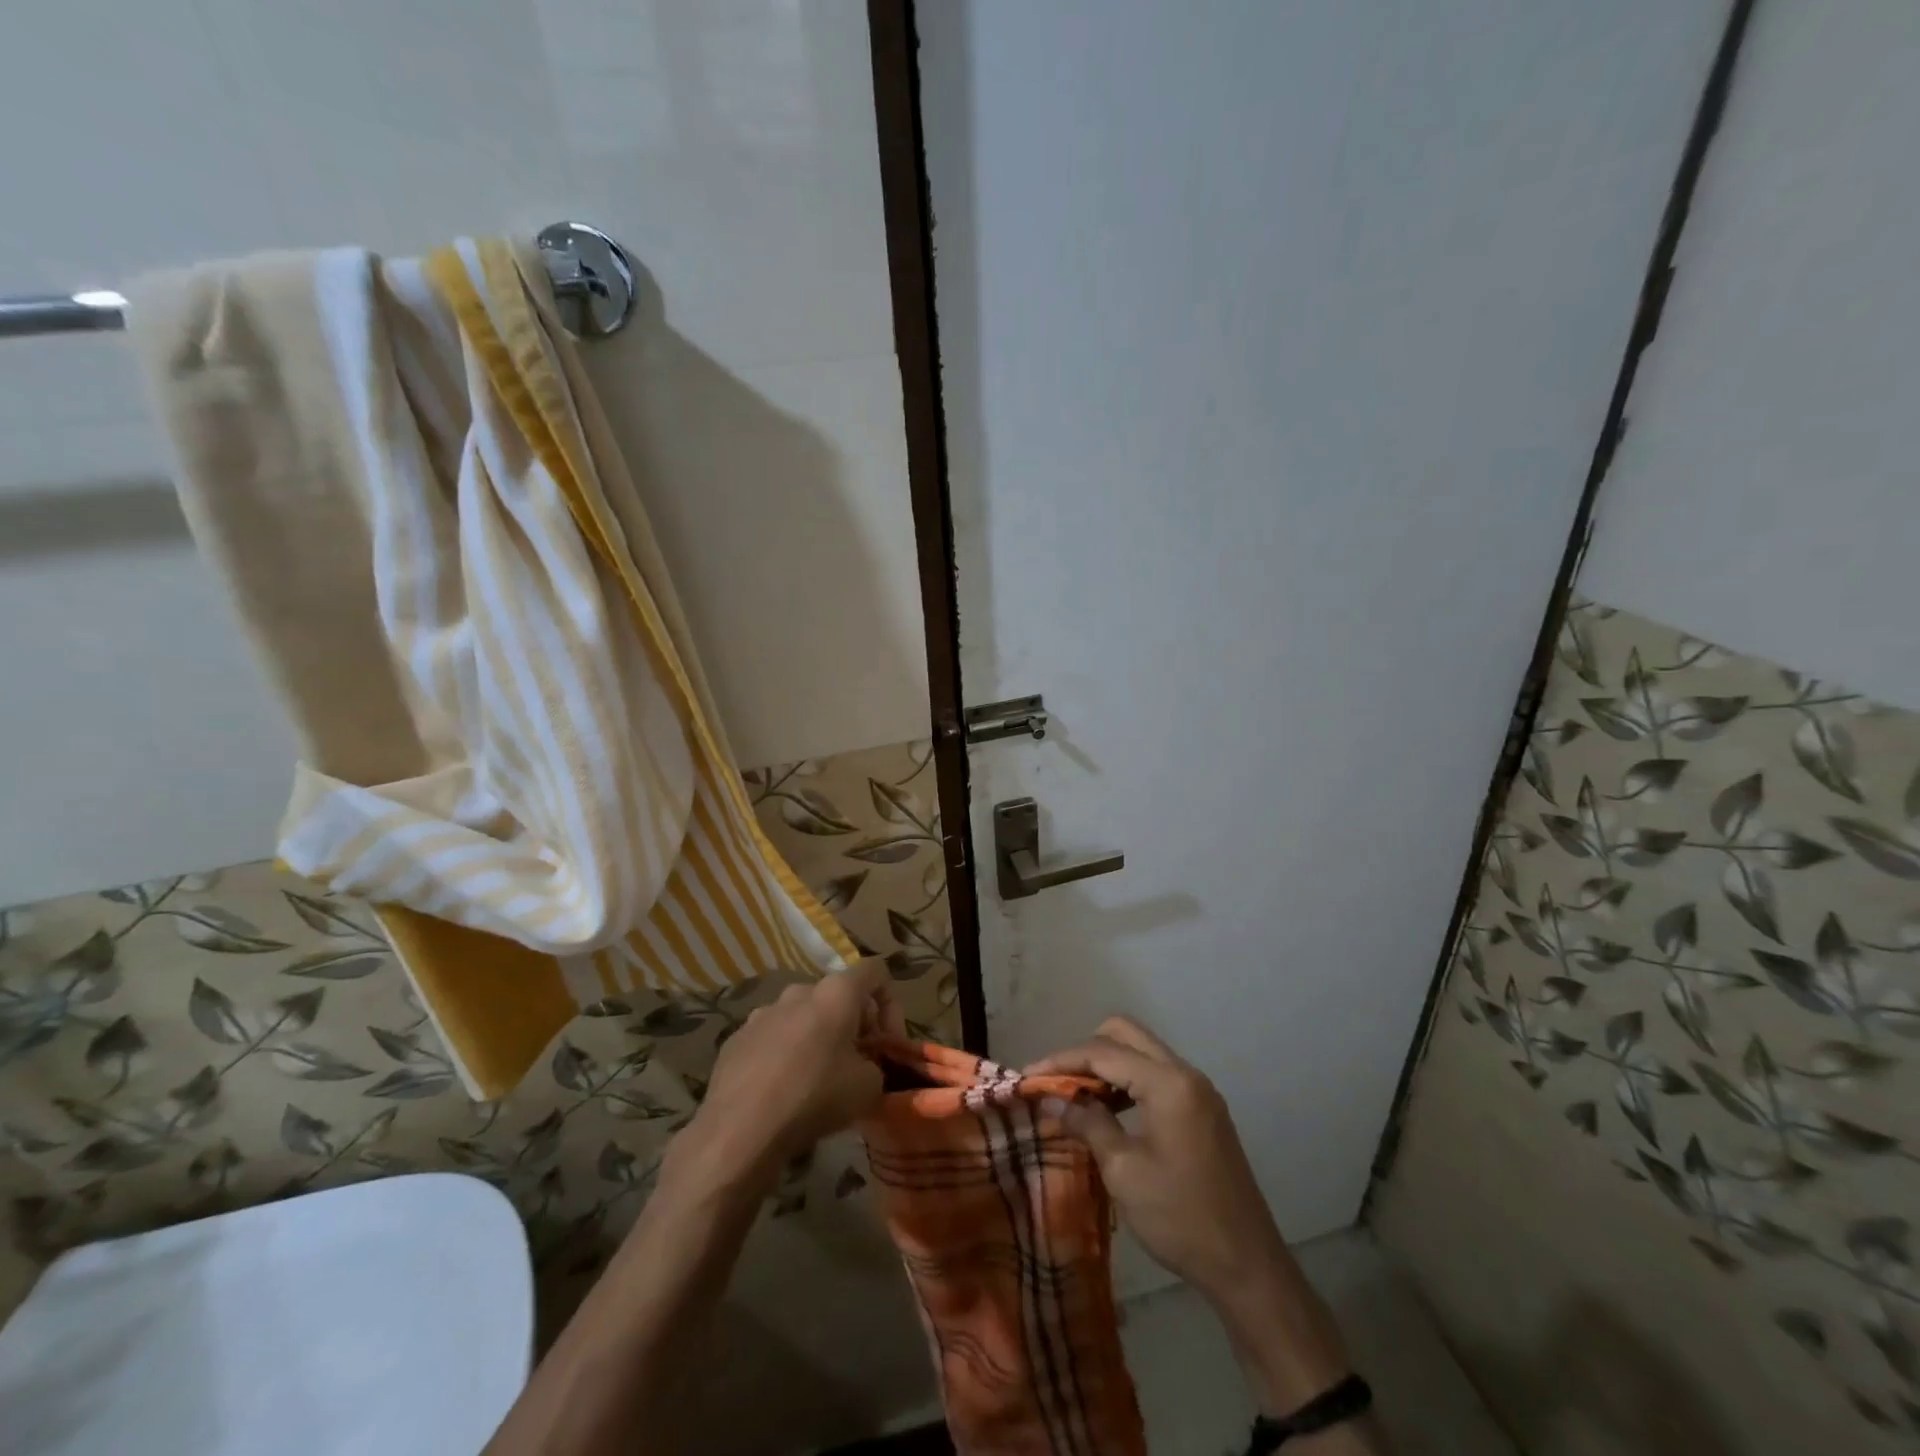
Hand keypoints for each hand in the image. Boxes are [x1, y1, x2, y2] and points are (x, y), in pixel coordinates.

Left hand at [686, 958, 896, 1180]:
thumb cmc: (815, 1098)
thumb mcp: (869, 1087)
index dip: (890, 1002)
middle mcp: (799, 991)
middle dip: (852, 1024)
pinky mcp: (737, 1038)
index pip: (875, 971)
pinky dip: (785, 1054)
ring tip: (816, 1078)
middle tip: (856, 1063)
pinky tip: (781, 1090)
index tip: (887, 1041)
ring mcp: (763, 1012)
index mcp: (836, 993)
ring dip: (817, 1037)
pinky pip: (772, 1037)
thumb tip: (865, 1066)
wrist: (740, 1130)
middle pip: (837, 995)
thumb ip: (876, 1065)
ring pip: (802, 1016)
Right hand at [1026, 1016, 1287, 1302]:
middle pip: (1125, 1034)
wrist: (1248, 1266)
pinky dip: (1128, 1082)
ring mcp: (1198, 1090)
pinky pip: (1156, 1075)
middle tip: (1057, 1083)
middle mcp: (1185, 1073)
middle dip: (1085, 1052)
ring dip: (1106, 1065)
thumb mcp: (1124, 1171)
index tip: (1028, 1076)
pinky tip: (1109, 1112)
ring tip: (1076, 1098)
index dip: (1061, 1060)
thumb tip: (1050, 1099)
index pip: (1103, 1051)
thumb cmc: (1180, 1218)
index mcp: (1168, 1083)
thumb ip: (1087, 1123)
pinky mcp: (1202, 1109)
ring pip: (1141, 1052)